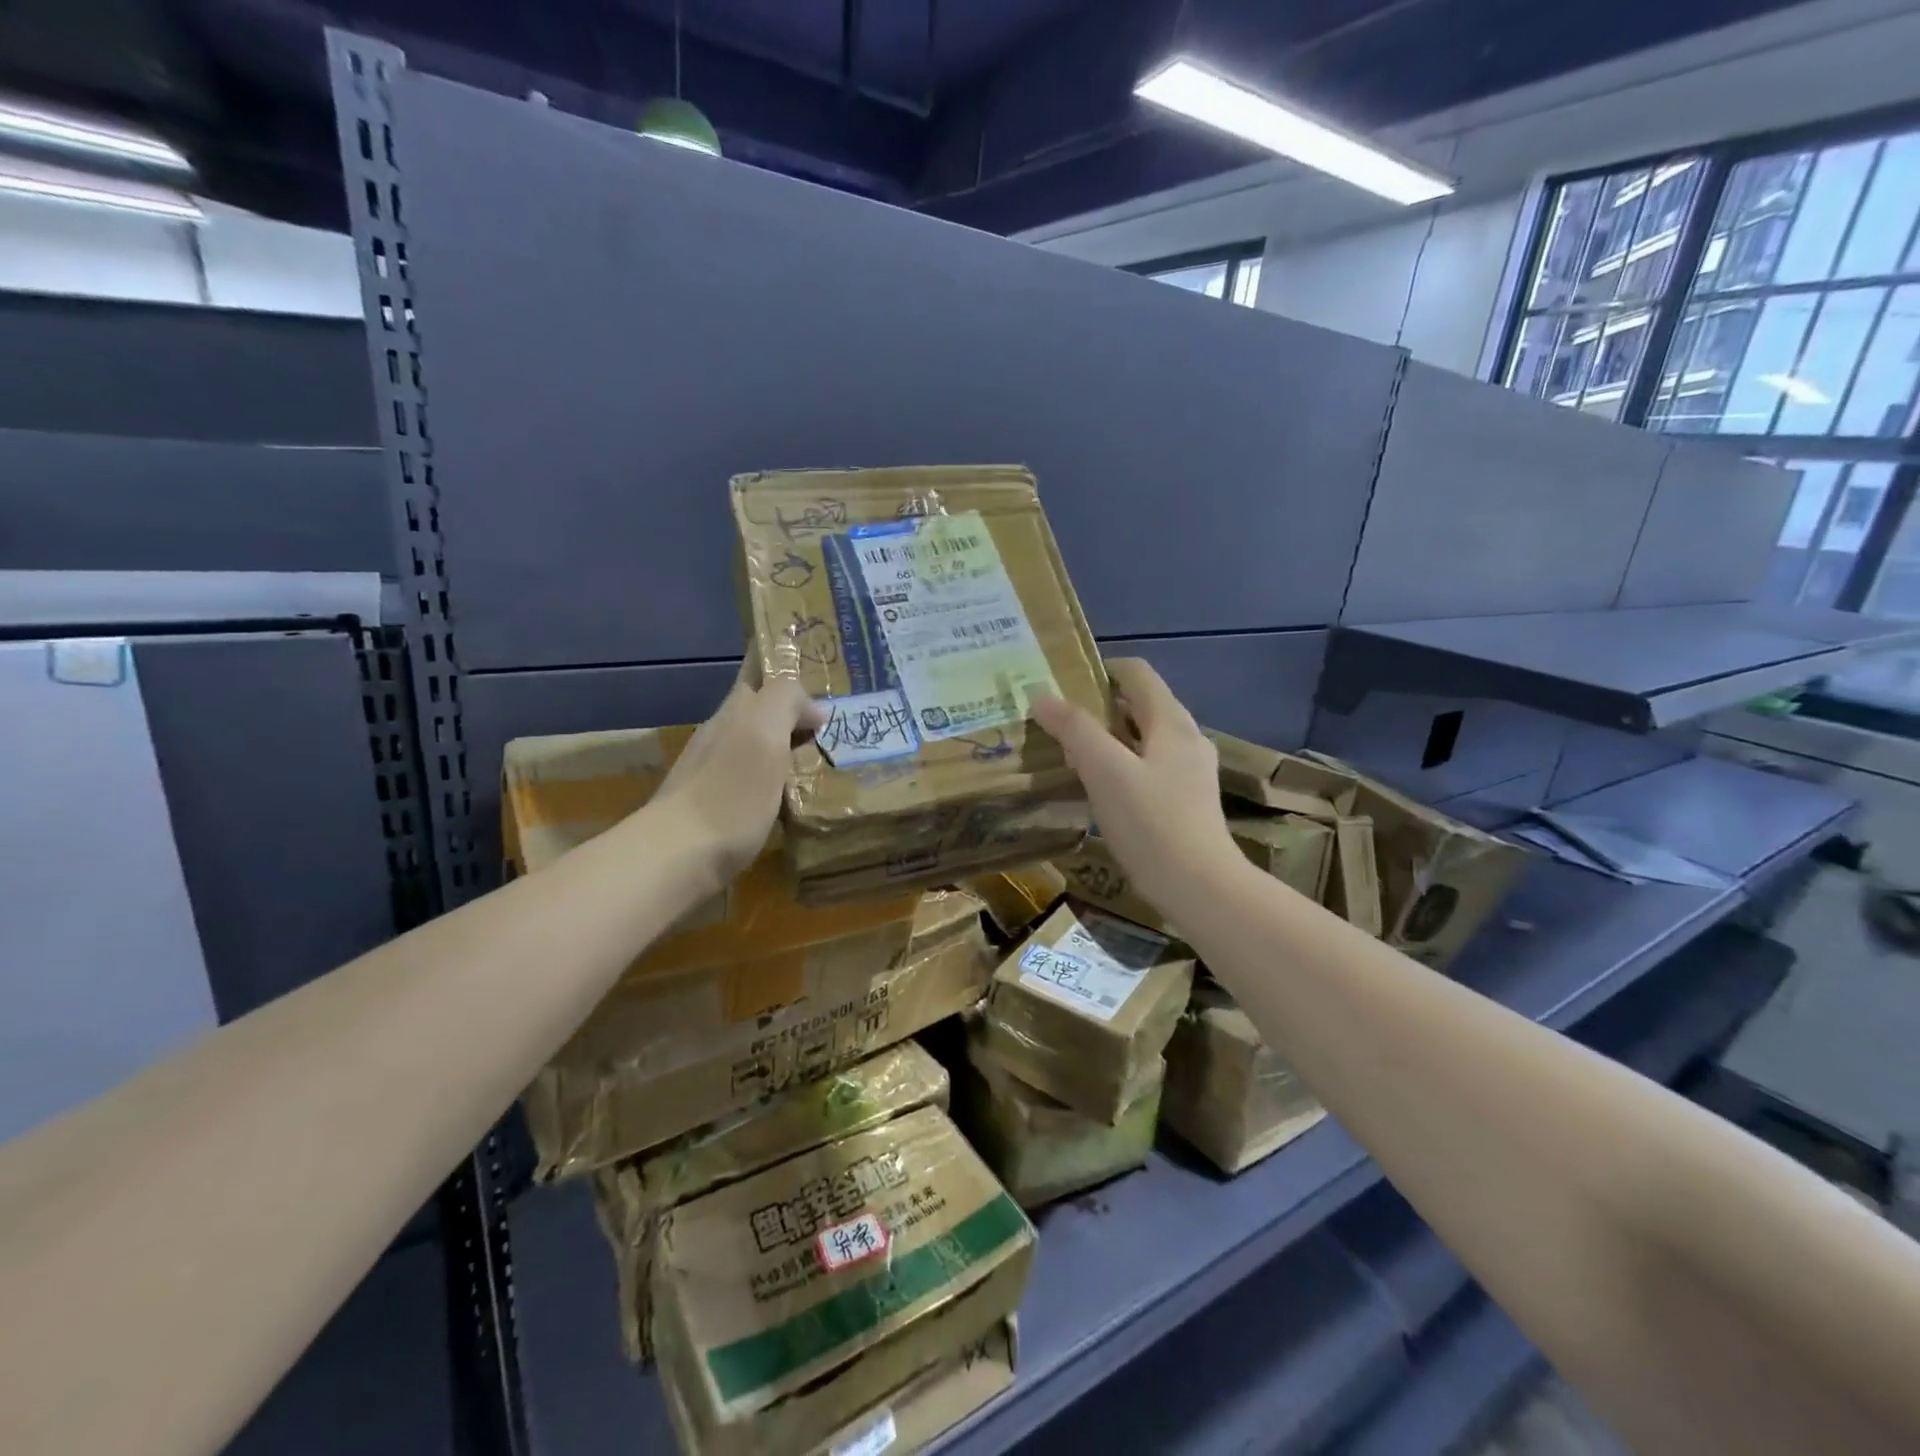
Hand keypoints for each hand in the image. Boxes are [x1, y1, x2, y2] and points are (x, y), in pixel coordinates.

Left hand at [649, 669, 824, 892]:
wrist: (679, 858)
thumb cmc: (731, 794)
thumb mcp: (764, 732)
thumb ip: (785, 701)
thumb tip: (811, 710)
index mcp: (732, 715)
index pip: (761, 687)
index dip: (792, 695)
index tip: (823, 718)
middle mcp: (716, 738)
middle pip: (756, 721)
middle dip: (788, 728)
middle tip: (825, 748)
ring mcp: (708, 776)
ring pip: (751, 755)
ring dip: (780, 761)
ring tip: (814, 780)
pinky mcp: (709, 813)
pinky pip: (746, 788)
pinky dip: (768, 791)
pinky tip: (784, 809)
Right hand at [1032, 658, 1246, 917]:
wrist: (1199, 888)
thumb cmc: (1151, 823)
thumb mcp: (1105, 771)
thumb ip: (1074, 729)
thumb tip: (1041, 696)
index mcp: (1171, 722)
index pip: (1136, 673)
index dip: (1099, 670)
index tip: (1062, 685)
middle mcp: (1186, 738)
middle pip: (1139, 705)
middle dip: (1097, 707)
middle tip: (1057, 722)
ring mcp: (1190, 771)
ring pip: (1142, 738)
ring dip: (1107, 738)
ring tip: (1070, 754)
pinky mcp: (1186, 801)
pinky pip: (1147, 767)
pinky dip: (1120, 766)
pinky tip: (1098, 789)